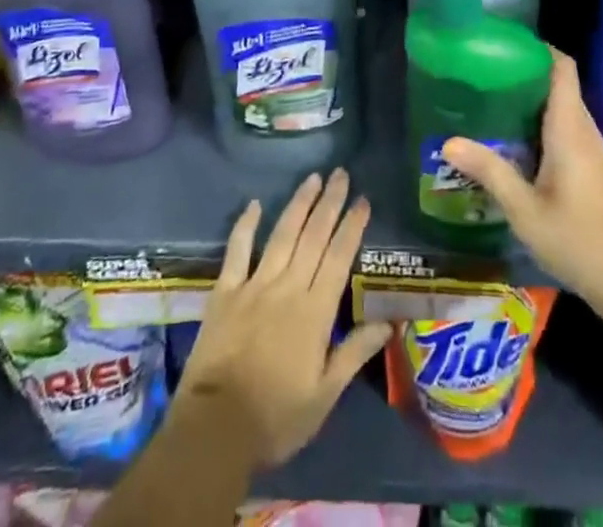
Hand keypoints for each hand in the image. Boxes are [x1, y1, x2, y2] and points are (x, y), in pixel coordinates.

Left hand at [173, 169, 391, 468]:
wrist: (215, 428)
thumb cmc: (276, 417)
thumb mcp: (324, 396)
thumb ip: (354, 354)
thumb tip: (387, 323)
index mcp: (315, 312)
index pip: (338, 258)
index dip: (351, 227)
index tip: (363, 200)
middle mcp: (287, 287)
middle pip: (313, 237)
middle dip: (330, 203)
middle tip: (341, 174)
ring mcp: (254, 285)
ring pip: (282, 234)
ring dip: (299, 204)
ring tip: (313, 178)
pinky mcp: (225, 291)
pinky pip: (237, 250)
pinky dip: (245, 225)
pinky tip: (254, 204)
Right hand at [441, 49, 602, 317]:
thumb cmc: (579, 241)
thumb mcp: (526, 211)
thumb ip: (490, 171)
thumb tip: (448, 140)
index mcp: (569, 128)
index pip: (562, 67)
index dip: (537, 47)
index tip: (502, 42)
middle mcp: (582, 129)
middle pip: (557, 82)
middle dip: (522, 71)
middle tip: (482, 70)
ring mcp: (589, 148)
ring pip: (560, 105)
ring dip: (529, 97)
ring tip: (489, 97)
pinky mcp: (589, 166)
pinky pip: (563, 126)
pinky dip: (538, 120)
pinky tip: (511, 137)